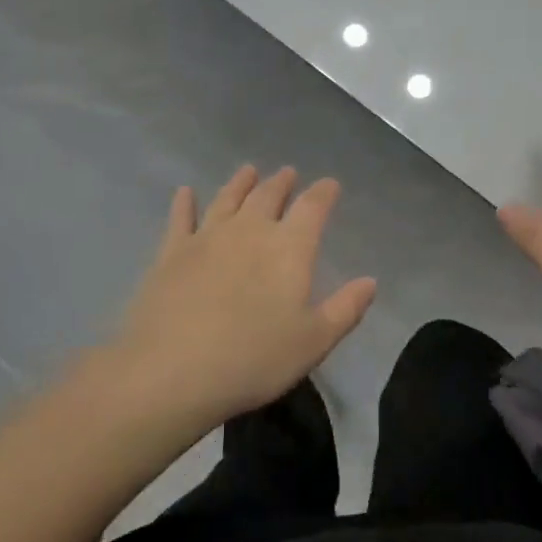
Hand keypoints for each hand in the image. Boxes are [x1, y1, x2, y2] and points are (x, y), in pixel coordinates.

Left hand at [101, 165, 376, 430]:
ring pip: (227, 199)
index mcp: (289, 248)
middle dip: (281, 183)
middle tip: (287, 172)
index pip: (312, 208)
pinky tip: (185, 192)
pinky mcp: (171, 253)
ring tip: (248, 170)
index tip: (330, 184)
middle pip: (268, 196)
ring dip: (240, 183)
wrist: (172, 371)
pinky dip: (184, 203)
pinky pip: (180, 218)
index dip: (323, 193)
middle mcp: (249, 231)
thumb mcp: (313, 342)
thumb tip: (370, 281)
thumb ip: (345, 309)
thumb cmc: (254, 359)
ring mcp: (206, 237)